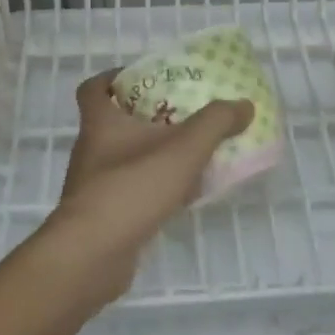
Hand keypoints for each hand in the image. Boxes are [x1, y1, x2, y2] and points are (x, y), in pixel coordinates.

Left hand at [45, 70, 252, 292]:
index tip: (142, 78)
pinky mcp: (102, 217)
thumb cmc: (131, 187)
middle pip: (115, 123)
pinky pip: (130, 192)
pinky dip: (152, 189)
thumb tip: (243, 105)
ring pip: (125, 159)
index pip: (93, 88)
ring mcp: (94, 186)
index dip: (113, 78)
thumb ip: (215, 123)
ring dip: (153, 155)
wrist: (91, 256)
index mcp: (100, 123)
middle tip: (182, 115)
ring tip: (190, 155)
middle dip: (147, 117)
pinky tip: (181, 197)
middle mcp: (91, 150)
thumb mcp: (183, 149)